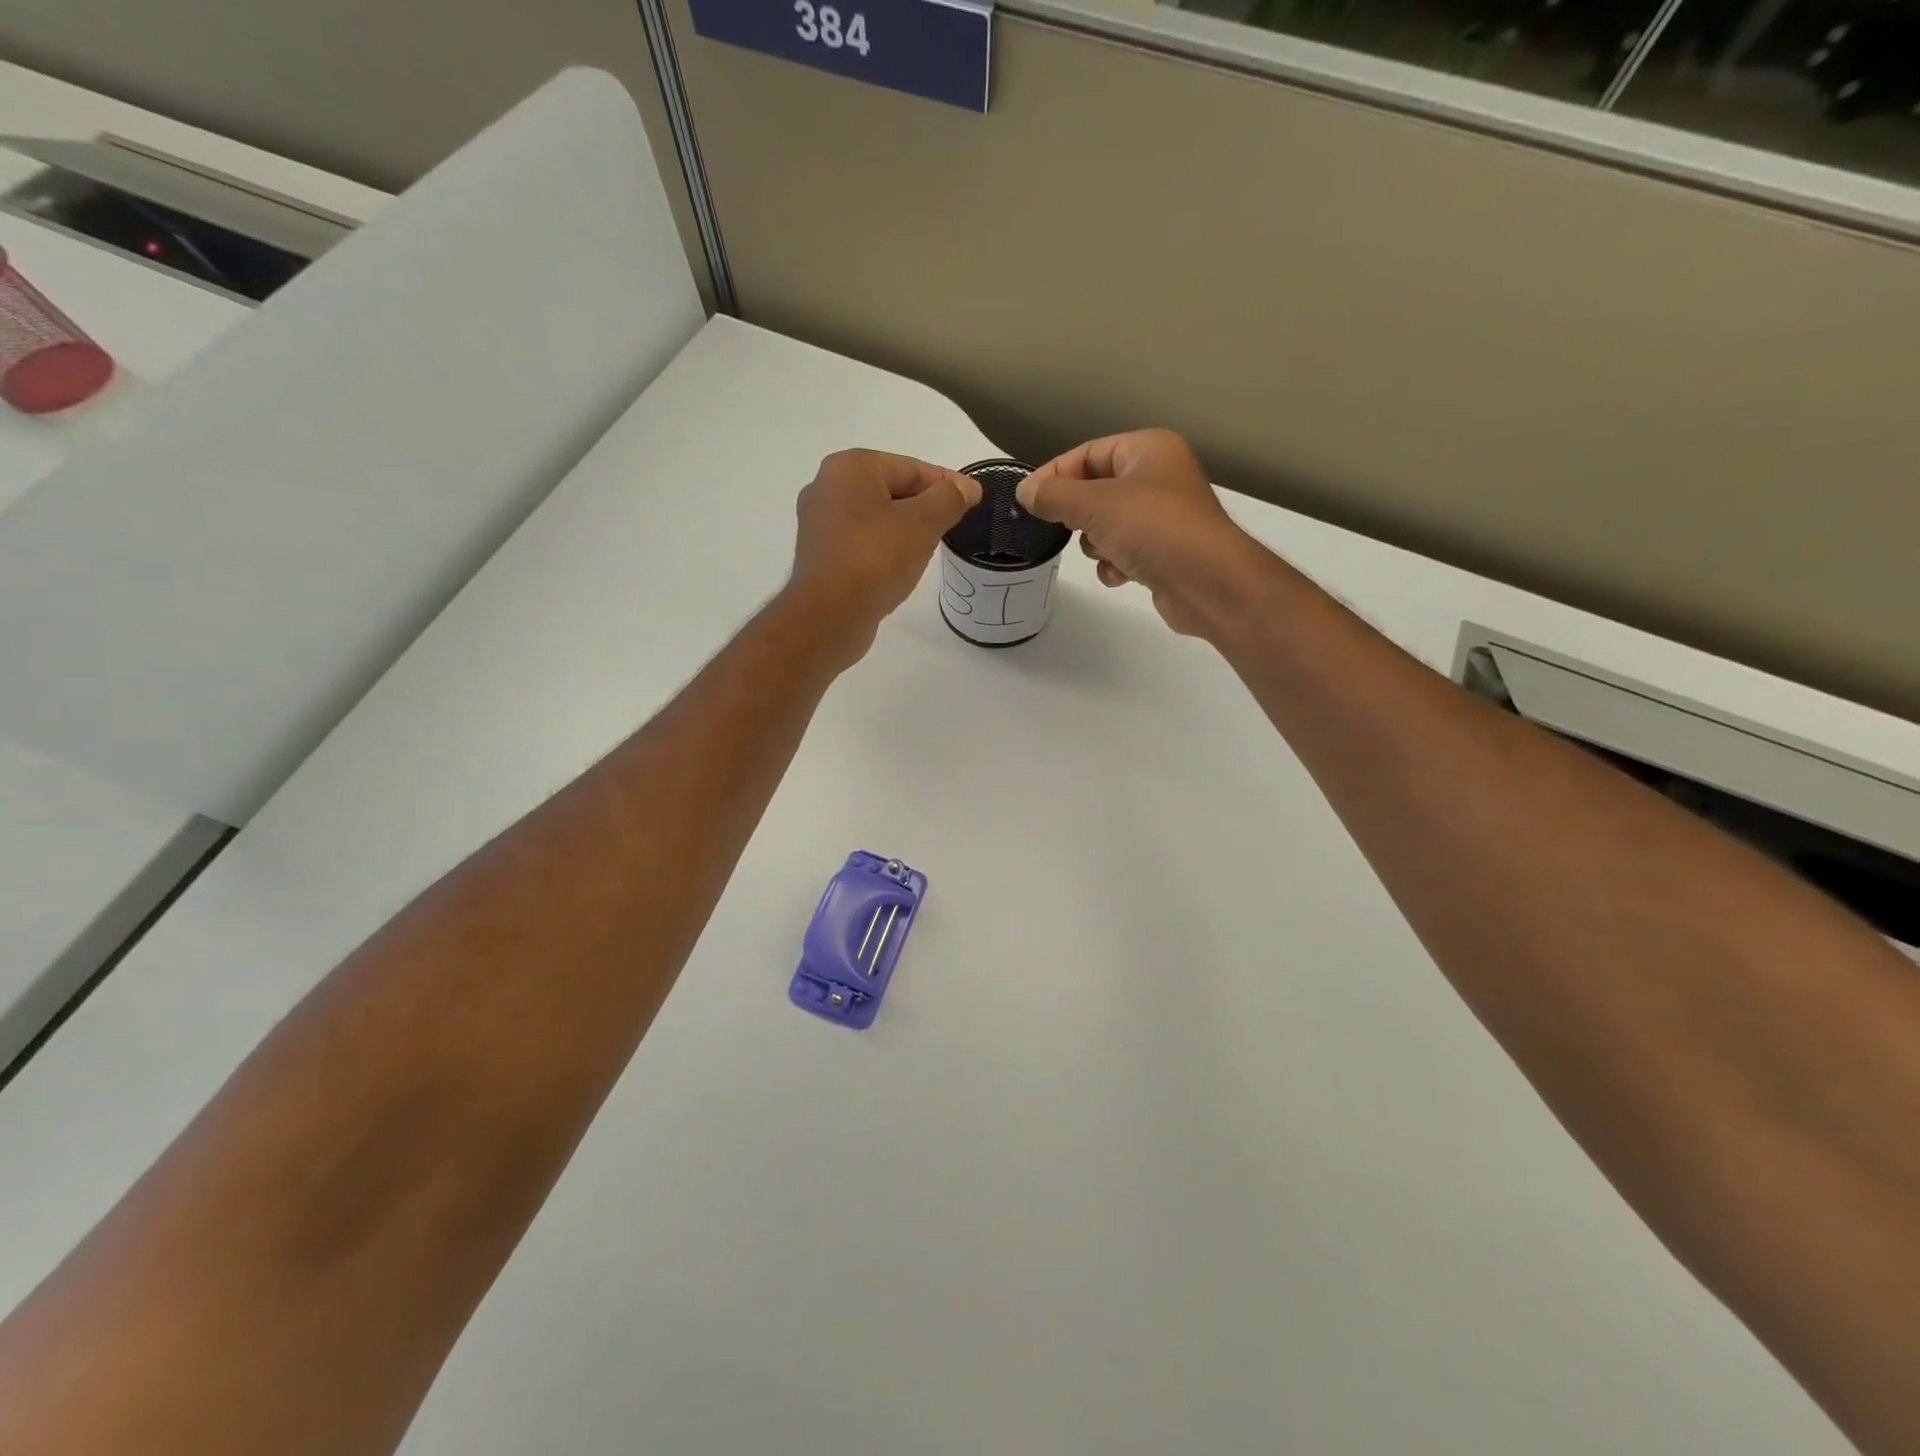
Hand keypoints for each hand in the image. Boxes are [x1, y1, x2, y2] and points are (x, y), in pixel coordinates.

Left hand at [789, 449, 981, 657]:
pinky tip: (899, 568)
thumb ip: (949, 499)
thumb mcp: (923, 523)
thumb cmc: (876, 558)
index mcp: (850, 467)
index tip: (973, 501)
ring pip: (876, 518)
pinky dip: (883, 549)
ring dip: (904, 530)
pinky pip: (861, 543)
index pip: (911, 468)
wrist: (829, 615)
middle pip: (891, 490)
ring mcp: (819, 523)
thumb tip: (967, 488)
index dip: (946, 484)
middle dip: (924, 507)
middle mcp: (827, 487)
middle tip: (952, 527)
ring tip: (928, 550)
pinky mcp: (820, 555)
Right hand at [1016, 429, 1264, 637]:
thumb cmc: (1154, 529)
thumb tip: (1025, 491)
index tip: (1027, 500)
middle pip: (1096, 489)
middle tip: (1062, 529)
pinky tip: (1120, 574)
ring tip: (1104, 552)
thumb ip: (1054, 495)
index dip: (1055, 474)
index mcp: (1148, 449)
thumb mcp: (1095, 505)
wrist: (1209, 583)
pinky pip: (1124, 550)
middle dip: (1078, 514)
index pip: (1088, 452)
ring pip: (1107, 524)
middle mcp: (1158, 476)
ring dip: (1096, 543)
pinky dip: (1115, 563)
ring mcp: (1163, 516)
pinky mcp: (1164, 551)